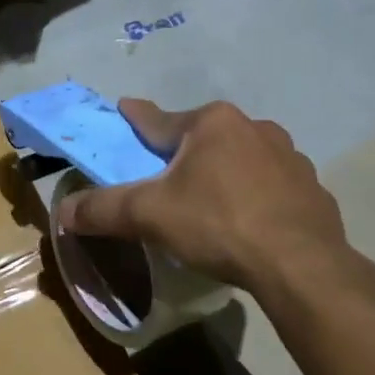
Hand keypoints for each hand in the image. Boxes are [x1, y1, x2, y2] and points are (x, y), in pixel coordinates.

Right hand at [56, 99, 374, 314]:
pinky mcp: (312, 187)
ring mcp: (289, 156)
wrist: (302, 266)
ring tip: (212, 200)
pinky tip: (251, 219)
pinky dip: (256, 193)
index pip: (159, 120)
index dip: (136, 118)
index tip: (124, 108)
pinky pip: (272, 183)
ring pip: (241, 157)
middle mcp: (253, 127)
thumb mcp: (150, 216)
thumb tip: (62, 212)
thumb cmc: (219, 224)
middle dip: (183, 150)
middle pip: (202, 137)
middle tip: (166, 174)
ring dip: (223, 170)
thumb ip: (104, 210)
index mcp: (212, 123)